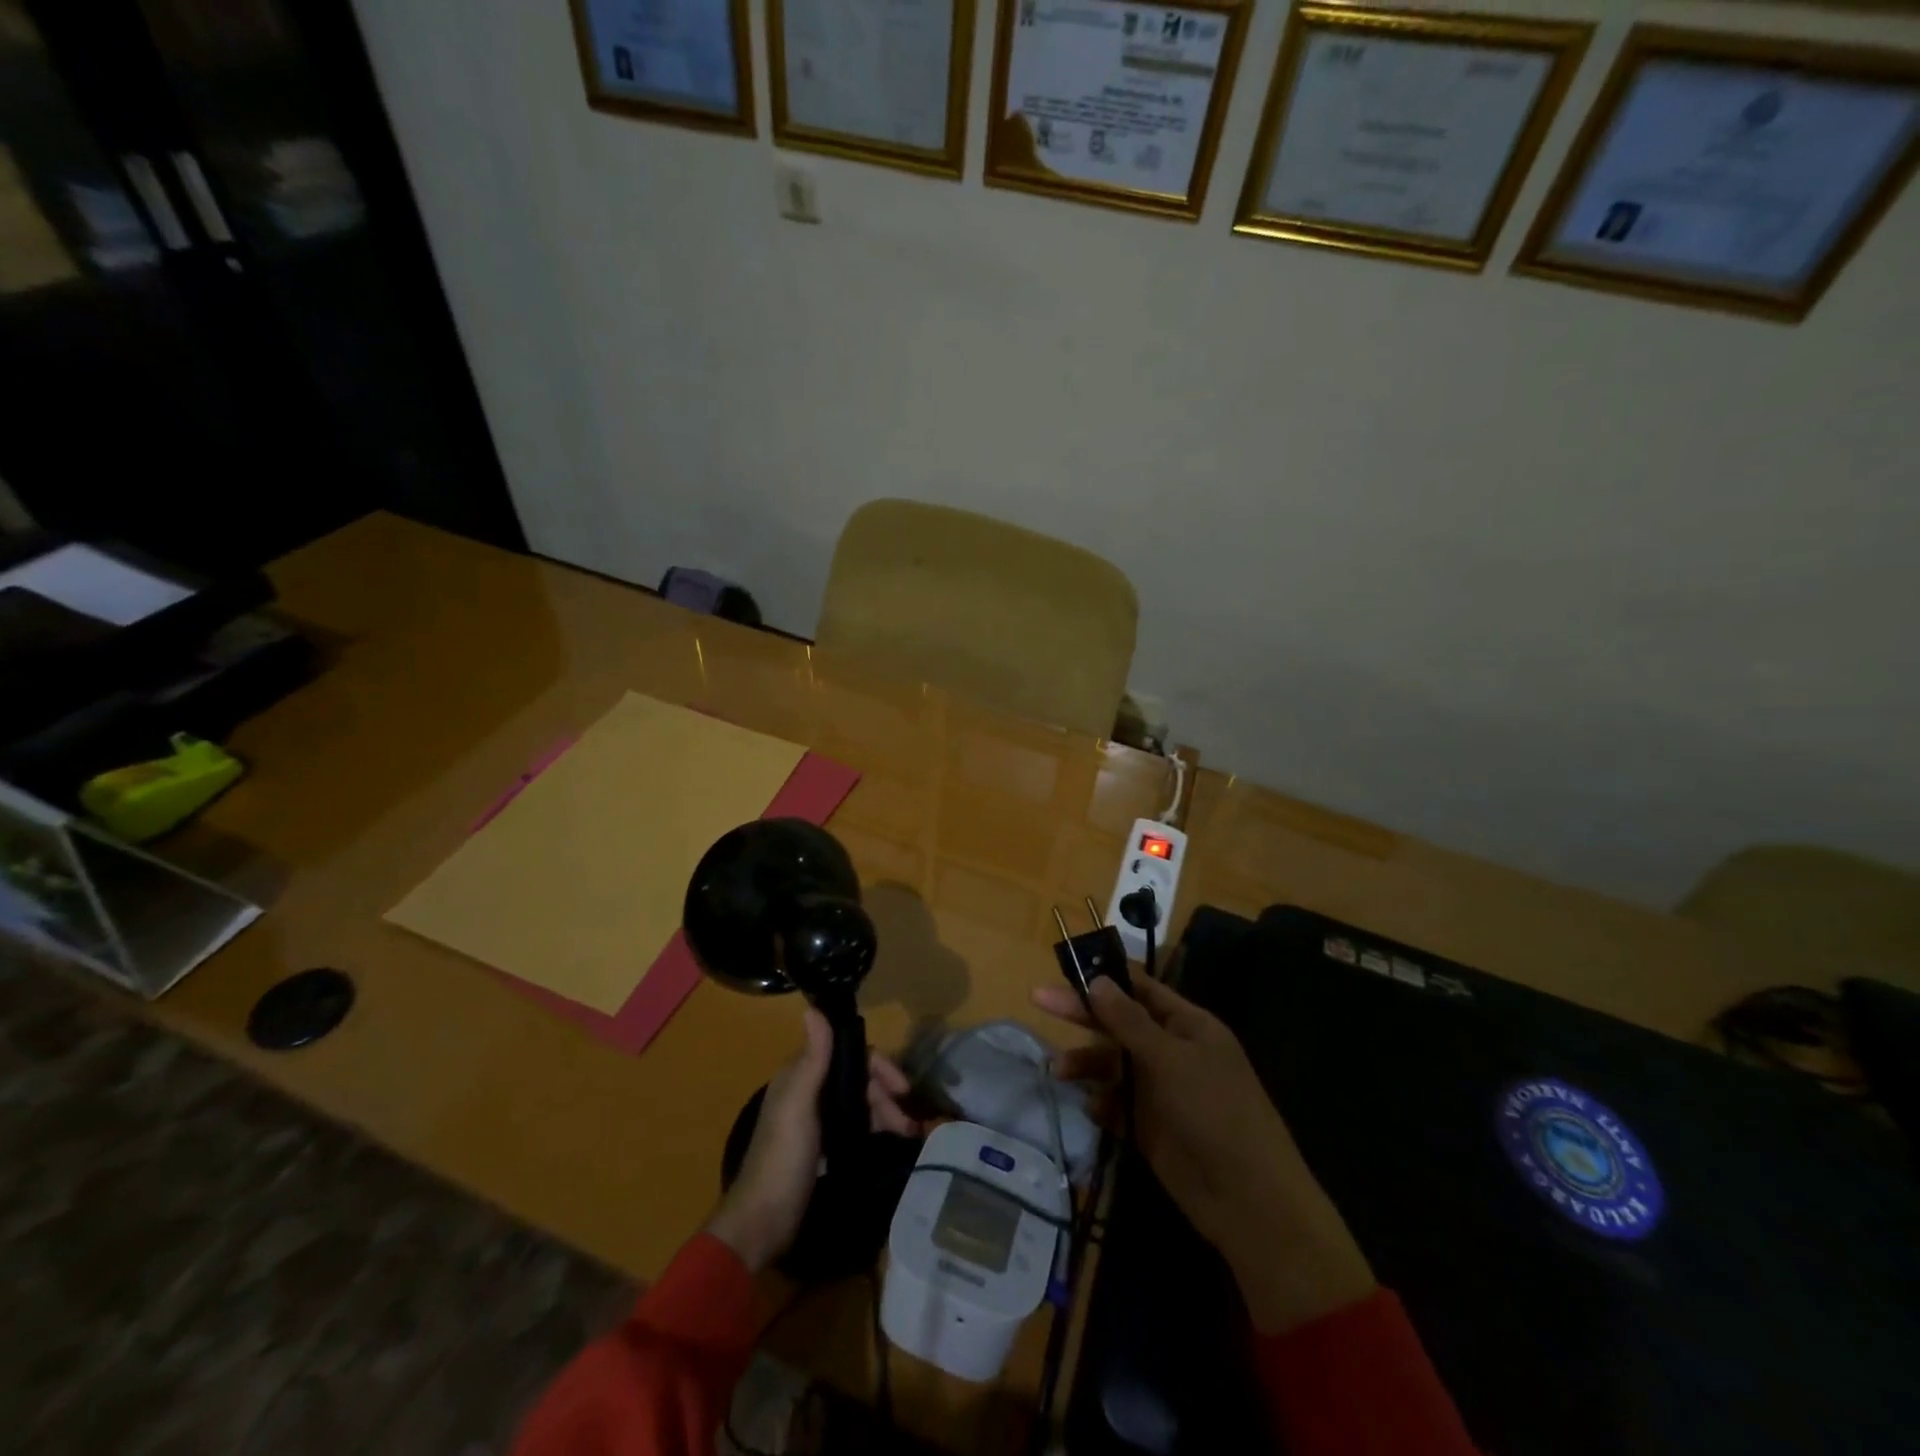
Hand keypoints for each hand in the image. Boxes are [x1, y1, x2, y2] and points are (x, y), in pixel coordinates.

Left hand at [704, 1008, 921, 1272]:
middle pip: (856, 1079)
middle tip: (908, 1122)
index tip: (903, 1087)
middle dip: (885, 1095)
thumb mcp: (798, 1105)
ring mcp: (815, 1122)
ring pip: (858, 1104)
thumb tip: (814, 1007)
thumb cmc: (782, 1159)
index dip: (877, 1065)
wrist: (762, 1224)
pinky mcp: (822, 1149)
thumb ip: (812, 1058)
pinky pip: (855, 1127)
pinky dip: (874, 1130)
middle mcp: (808, 1092)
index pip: (847, 1053)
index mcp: (800, 1076)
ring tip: (907, 1136)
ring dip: (884, 1113)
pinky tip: (889, 1143)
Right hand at [1033, 977, 1375, 1333]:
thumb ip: (1129, 1021)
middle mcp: (1173, 1051)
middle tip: (1039, 1000)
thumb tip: (1097, 980)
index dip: (1105, 976)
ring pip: (1113, 1064)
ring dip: (1086, 1063)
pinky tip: (1093, 1109)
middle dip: (1083, 1013)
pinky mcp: (1151, 1126)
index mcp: (1188, 1025)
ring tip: (1058, 1070)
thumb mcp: (1170, 1059)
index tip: (1067, 968)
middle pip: (1120, 1022)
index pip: (1141, 988)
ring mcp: (1162, 1089)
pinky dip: (1101, 1102)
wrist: (1249, 1202)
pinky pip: (1117, 1103)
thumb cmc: (1215, 1113)